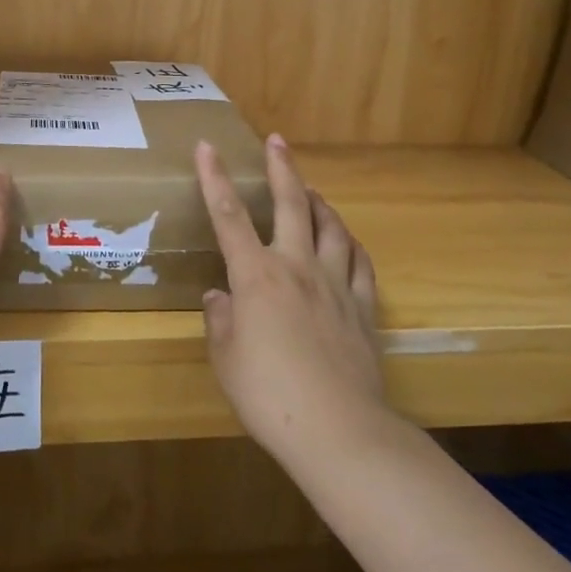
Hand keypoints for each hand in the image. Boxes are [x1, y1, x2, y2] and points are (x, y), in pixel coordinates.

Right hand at [197, 135, 389, 470]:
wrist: (338, 429)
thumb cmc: (268, 393)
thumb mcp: (226, 358)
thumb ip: (220, 320)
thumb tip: (221, 297)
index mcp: (256, 276)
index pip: (229, 216)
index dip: (214, 178)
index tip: (207, 146)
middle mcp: (297, 267)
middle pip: (292, 206)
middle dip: (282, 169)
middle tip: (278, 142)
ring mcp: (336, 285)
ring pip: (332, 228)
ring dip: (320, 203)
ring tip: (311, 191)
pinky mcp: (363, 309)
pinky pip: (360, 264)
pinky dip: (350, 245)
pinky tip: (346, 242)